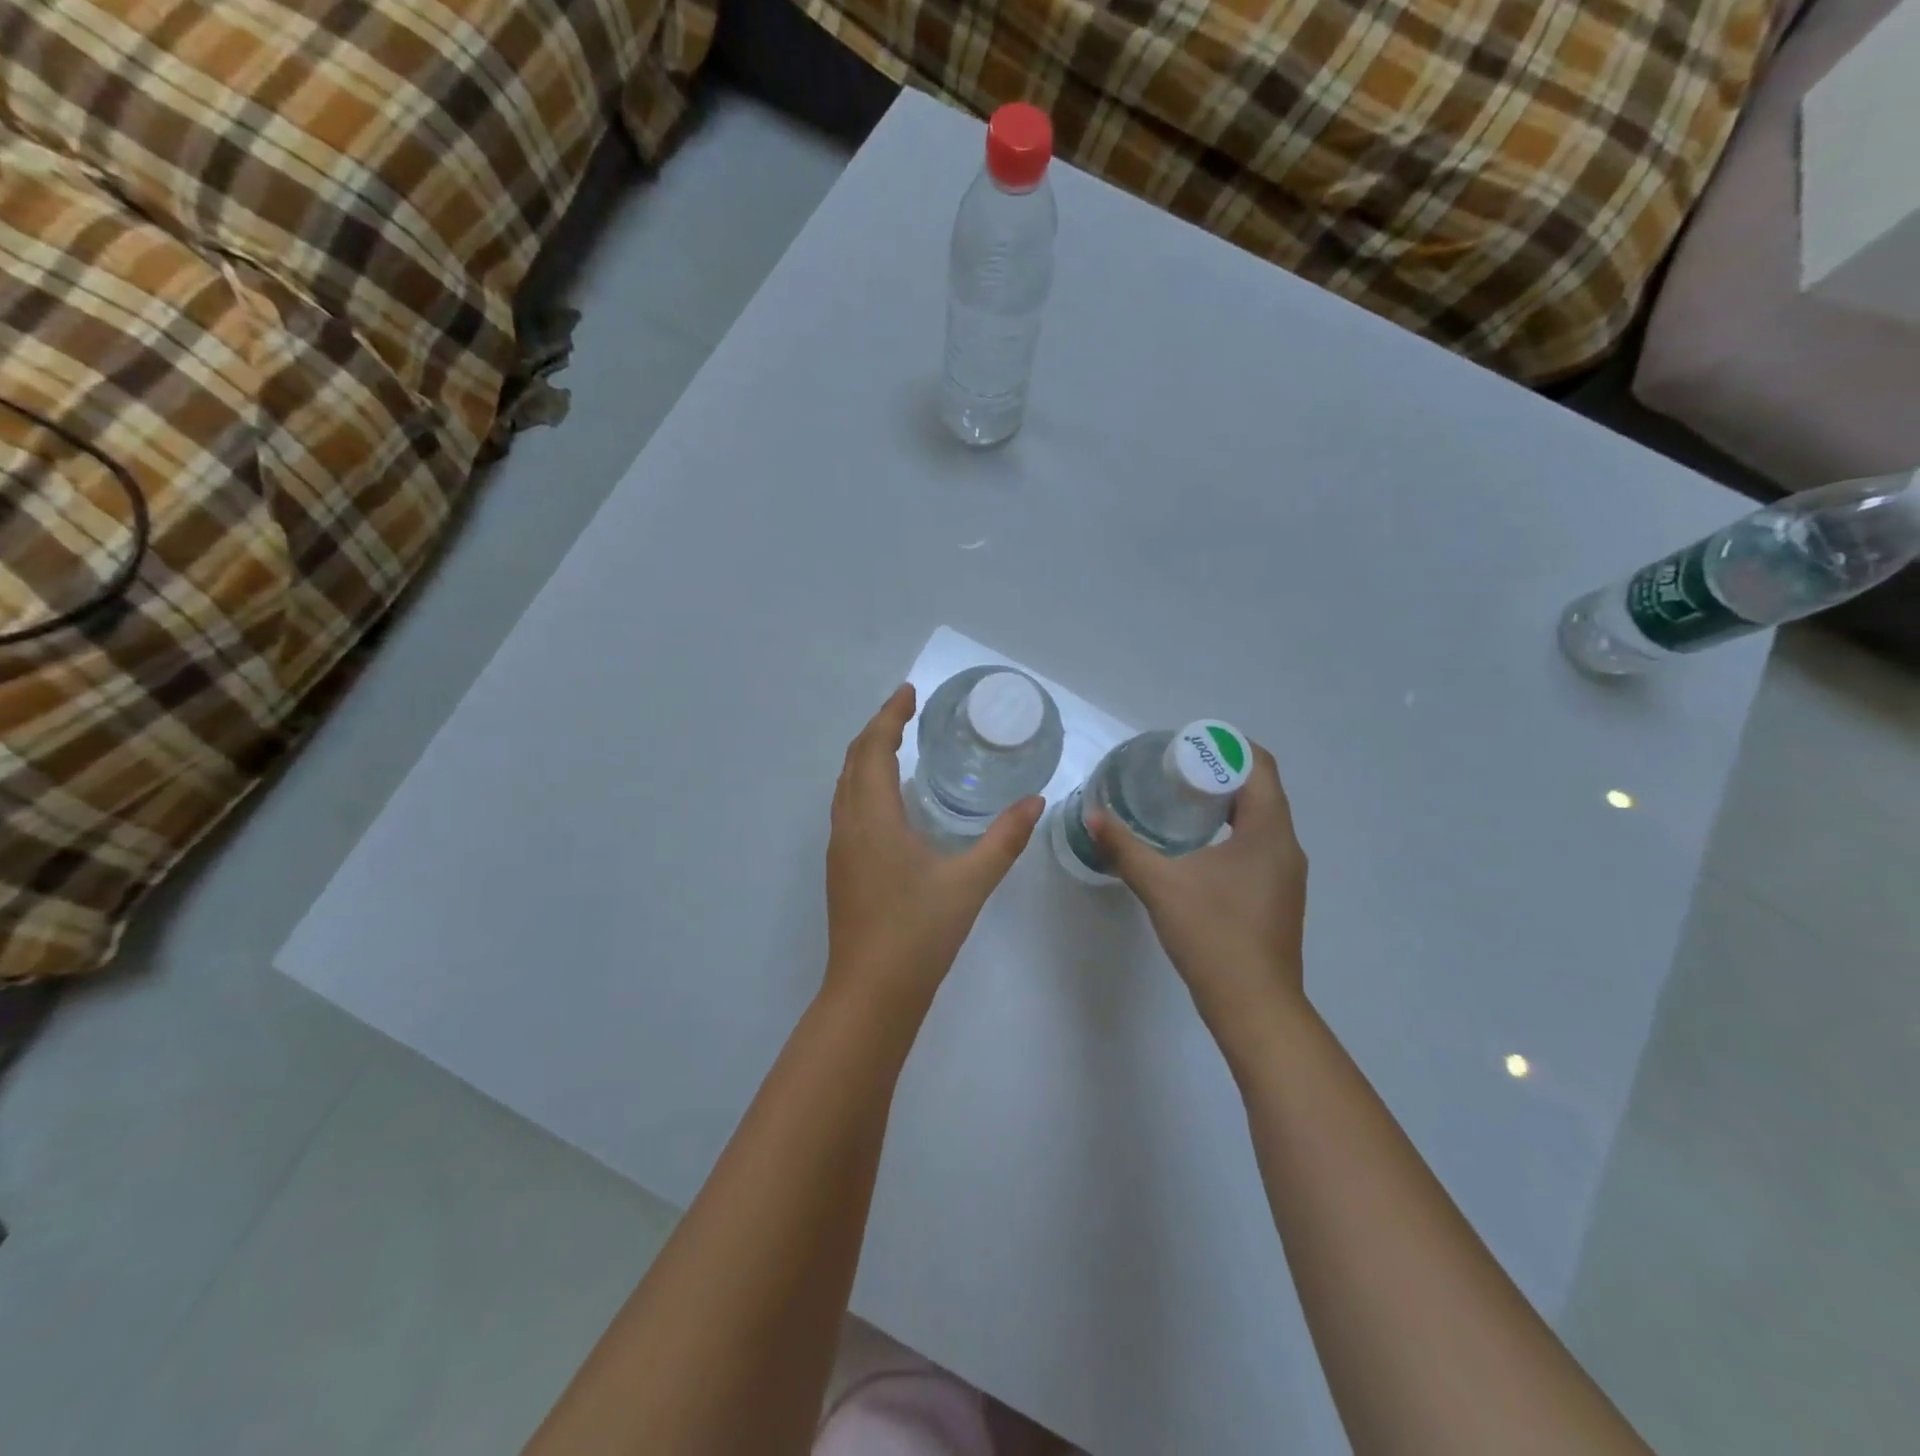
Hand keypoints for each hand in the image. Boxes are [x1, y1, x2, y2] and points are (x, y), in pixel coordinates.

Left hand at [825, 684, 1043, 1014]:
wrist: (871, 993)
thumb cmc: (919, 932)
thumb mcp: (970, 882)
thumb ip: (1004, 839)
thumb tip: (1035, 801)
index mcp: (874, 818)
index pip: (874, 749)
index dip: (890, 716)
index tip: (908, 692)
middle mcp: (849, 825)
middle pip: (854, 760)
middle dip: (877, 729)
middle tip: (906, 709)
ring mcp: (840, 849)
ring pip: (845, 785)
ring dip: (866, 756)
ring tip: (896, 743)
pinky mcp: (842, 869)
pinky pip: (847, 807)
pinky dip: (864, 783)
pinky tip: (888, 798)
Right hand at [1089, 743, 1307, 1035]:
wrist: (1255, 1007)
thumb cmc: (1213, 935)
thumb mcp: (1161, 885)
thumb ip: (1124, 847)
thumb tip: (1092, 816)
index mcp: (1269, 831)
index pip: (1260, 766)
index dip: (1226, 747)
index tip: (1186, 746)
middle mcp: (1286, 846)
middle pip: (1260, 789)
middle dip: (1219, 773)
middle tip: (1173, 771)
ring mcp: (1285, 874)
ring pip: (1260, 820)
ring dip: (1224, 804)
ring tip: (1179, 802)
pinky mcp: (1277, 896)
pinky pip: (1257, 845)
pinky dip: (1230, 832)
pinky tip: (1194, 848)